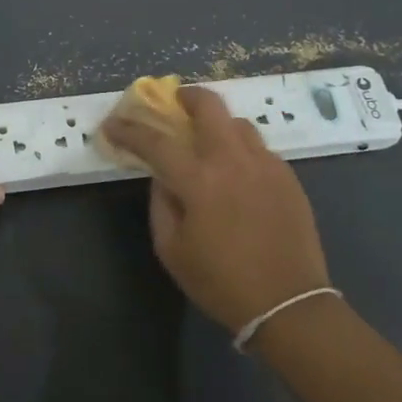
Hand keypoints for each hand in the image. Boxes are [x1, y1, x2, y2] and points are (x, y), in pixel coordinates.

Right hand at [102, 85, 330, 333]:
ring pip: (238, 123)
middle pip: (210, 106)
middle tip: (174, 104)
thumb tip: (162, 176)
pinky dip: (240, 149)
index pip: (156, 141)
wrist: (290, 304)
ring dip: (217, 124)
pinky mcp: (288, 177)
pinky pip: (259, 148)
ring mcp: (266, 165)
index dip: (129, 130)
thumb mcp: (172, 250)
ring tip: (207, 142)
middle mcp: (234, 161)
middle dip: (186, 96)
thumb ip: (161, 204)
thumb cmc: (221, 282)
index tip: (112, 124)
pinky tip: (236, 173)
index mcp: (200, 180)